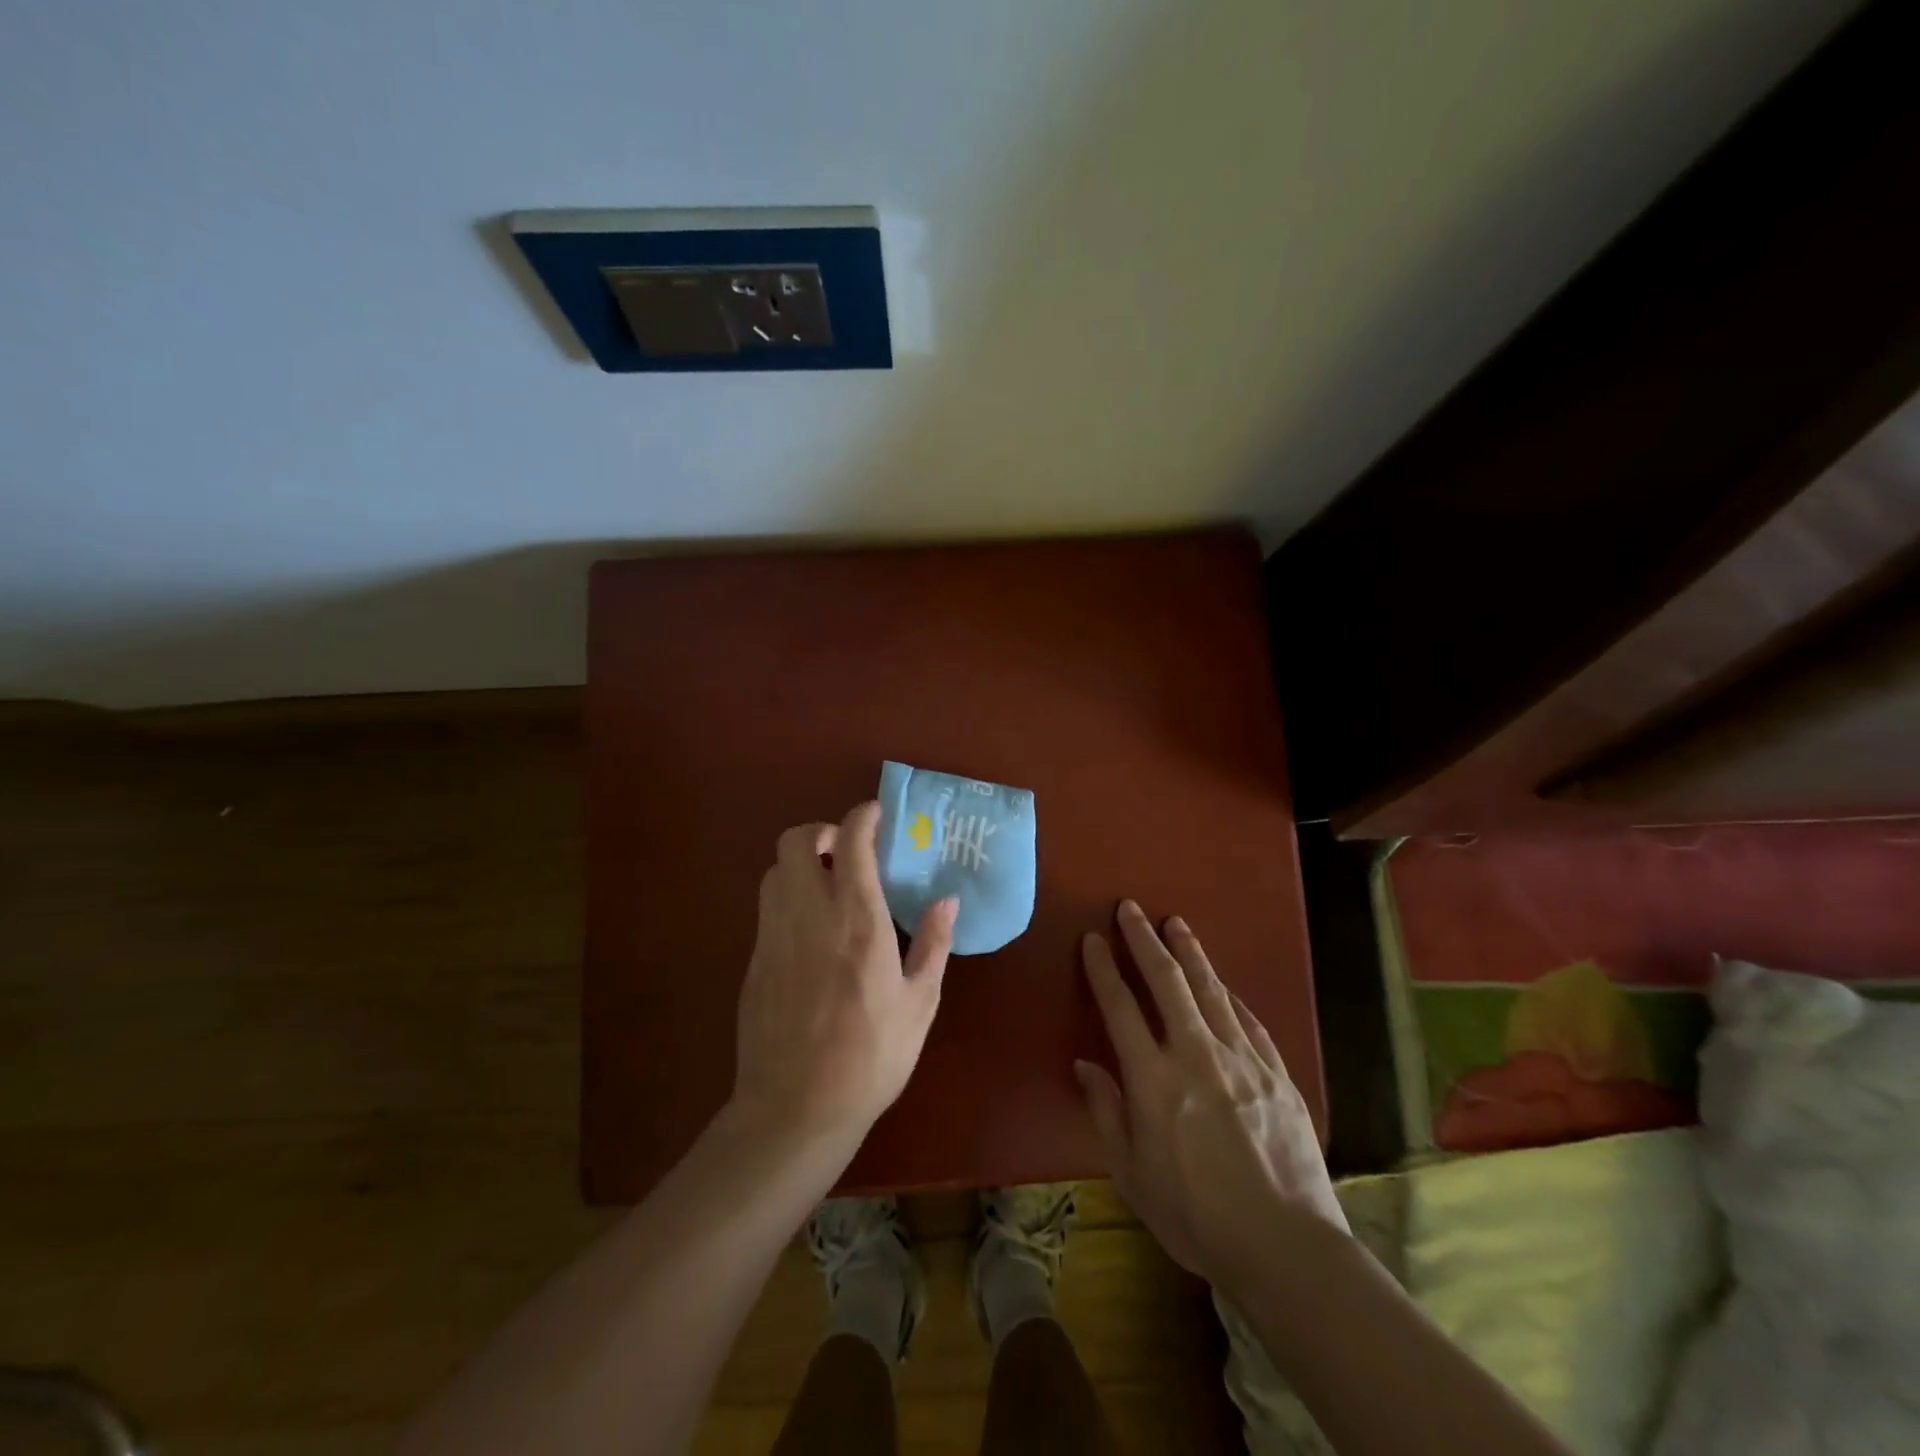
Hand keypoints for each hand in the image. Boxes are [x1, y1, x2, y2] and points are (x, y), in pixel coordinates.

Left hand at [731, 801, 957, 1145]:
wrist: (795, 1109)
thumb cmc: (870, 1057)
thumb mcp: (919, 1004)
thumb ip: (933, 944)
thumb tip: (947, 900)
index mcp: (858, 921)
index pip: (851, 842)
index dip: (862, 816)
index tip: (877, 815)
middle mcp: (810, 915)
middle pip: (796, 840)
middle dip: (820, 831)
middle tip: (846, 851)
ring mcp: (775, 935)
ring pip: (775, 869)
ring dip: (800, 863)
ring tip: (828, 886)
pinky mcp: (755, 958)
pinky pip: (767, 906)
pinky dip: (787, 896)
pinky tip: (810, 929)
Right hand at [1075, 901, 1345, 1288]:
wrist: (1286, 1247)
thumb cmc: (1196, 1217)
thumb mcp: (1132, 1175)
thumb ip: (1106, 1113)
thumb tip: (1085, 1065)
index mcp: (1153, 1079)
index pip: (1120, 1006)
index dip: (1103, 968)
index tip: (1092, 939)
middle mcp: (1196, 1054)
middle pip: (1166, 981)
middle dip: (1144, 940)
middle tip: (1130, 908)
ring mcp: (1242, 1059)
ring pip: (1210, 989)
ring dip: (1190, 952)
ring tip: (1175, 923)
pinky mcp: (1277, 1073)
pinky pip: (1248, 1020)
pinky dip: (1229, 994)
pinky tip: (1222, 982)